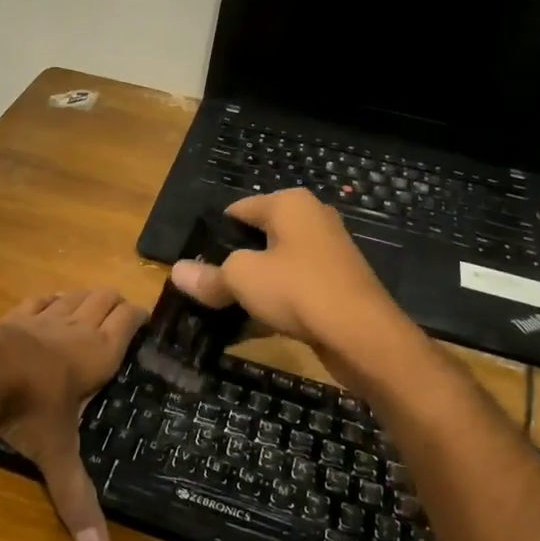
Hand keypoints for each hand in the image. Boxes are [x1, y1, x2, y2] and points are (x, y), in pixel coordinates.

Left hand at [0, 289, 145, 540]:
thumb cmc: (31, 409)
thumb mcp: (57, 454)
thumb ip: (76, 498)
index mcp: (99, 353)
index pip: (129, 319)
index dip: (140, 317)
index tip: (146, 324)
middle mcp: (77, 327)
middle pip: (105, 297)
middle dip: (115, 304)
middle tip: (120, 321)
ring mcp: (45, 316)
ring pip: (75, 294)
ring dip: (85, 299)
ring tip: (89, 312)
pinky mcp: (16, 313)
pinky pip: (40, 298)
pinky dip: (50, 300)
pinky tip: (48, 307)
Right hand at [170, 189, 407, 353]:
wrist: (363, 336)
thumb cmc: (298, 290)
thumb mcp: (241, 279)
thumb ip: (209, 276)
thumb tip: (176, 271)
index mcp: (290, 204)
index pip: (237, 210)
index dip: (212, 235)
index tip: (193, 263)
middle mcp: (311, 220)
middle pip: (257, 238)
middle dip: (231, 263)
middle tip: (205, 288)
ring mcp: (327, 254)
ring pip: (275, 267)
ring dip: (251, 287)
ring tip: (222, 310)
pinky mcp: (336, 286)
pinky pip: (293, 290)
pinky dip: (274, 304)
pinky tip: (251, 327)